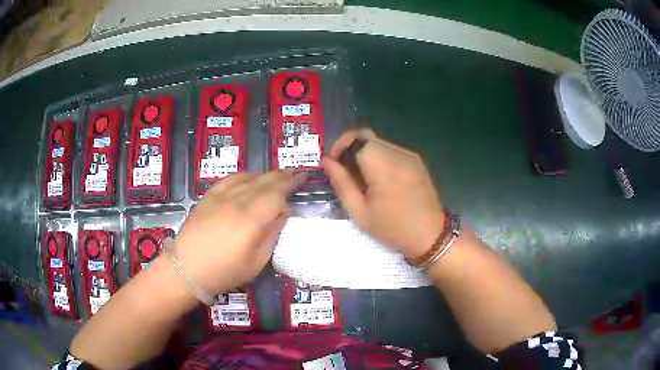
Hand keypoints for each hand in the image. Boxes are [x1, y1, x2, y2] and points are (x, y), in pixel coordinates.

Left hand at [171, 170, 305, 294]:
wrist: (187, 268)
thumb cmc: (225, 271)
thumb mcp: (256, 262)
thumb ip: (272, 234)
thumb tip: (282, 213)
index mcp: (252, 220)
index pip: (277, 194)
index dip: (291, 185)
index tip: (302, 179)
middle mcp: (238, 202)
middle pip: (265, 182)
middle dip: (282, 176)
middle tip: (296, 172)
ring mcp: (221, 197)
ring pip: (248, 178)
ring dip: (266, 174)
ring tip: (277, 174)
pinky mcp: (209, 196)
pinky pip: (230, 179)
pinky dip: (244, 175)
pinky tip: (250, 177)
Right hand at [323, 130, 444, 259]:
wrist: (430, 236)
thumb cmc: (392, 229)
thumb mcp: (360, 212)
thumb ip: (341, 183)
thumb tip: (327, 161)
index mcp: (383, 167)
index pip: (355, 138)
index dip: (340, 146)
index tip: (333, 163)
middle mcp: (398, 154)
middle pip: (367, 138)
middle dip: (351, 150)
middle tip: (346, 174)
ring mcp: (410, 156)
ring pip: (378, 143)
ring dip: (365, 154)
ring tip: (363, 180)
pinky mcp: (417, 160)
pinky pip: (391, 150)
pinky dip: (379, 158)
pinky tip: (381, 180)